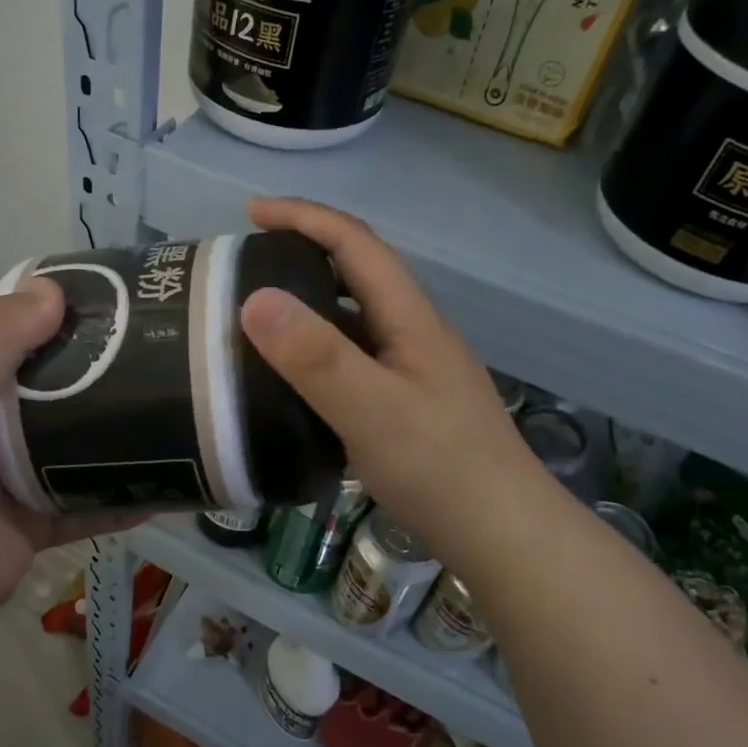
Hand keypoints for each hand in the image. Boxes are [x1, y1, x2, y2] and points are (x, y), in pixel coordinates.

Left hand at [0, 279, 140, 622]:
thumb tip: (53, 287)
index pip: (23, 338)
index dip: (67, 316)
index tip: (125, 302)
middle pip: (62, 392)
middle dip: (109, 377)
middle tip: (172, 358)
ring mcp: (20, 477)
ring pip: (83, 449)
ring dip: (124, 438)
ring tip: (183, 415)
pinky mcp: (42, 522)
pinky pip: (92, 504)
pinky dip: (125, 497)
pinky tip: (172, 486)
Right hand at [239, 197, 567, 572]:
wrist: (503, 535)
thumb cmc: (442, 469)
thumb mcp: (372, 411)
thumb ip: (316, 357)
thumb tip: (254, 298)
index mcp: (410, 318)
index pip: (355, 244)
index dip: (304, 217)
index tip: (251, 211)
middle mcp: (412, 333)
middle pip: (355, 274)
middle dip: (301, 254)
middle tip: (244, 267)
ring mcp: (411, 370)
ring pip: (351, 320)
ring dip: (306, 306)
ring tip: (254, 320)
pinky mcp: (405, 404)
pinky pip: (351, 360)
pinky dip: (314, 354)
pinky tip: (288, 381)